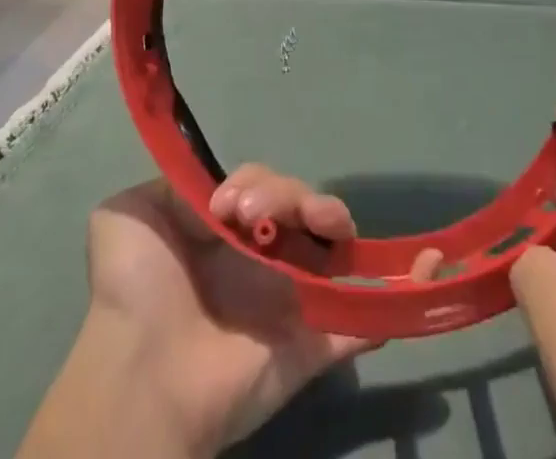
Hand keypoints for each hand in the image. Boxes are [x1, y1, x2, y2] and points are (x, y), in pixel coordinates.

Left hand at [19, 167, 438, 458]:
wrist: (141, 375)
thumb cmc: (134, 289)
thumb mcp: (127, 214)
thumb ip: (166, 185)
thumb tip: (213, 186)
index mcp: (224, 233)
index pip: (263, 188)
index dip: (260, 181)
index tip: (231, 200)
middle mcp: (261, 261)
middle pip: (302, 208)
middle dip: (294, 195)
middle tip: (258, 212)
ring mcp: (291, 301)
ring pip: (333, 247)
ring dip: (334, 221)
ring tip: (316, 223)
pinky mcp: (314, 345)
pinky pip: (366, 318)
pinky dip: (400, 293)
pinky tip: (427, 266)